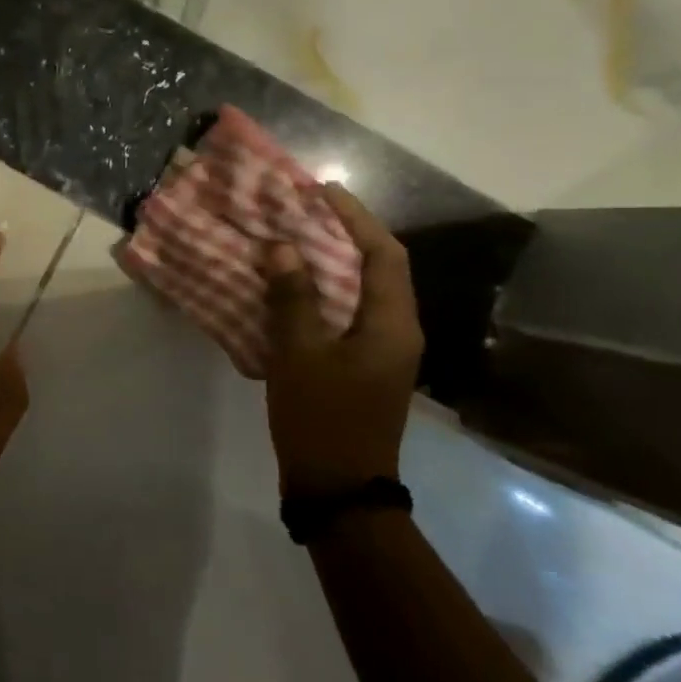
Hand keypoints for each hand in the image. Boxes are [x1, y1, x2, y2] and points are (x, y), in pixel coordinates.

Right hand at [263, 185, 422, 495]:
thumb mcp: (300, 355)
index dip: (356, 218)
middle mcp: (397, 331)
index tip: (322, 191)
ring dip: (332, 262)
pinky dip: (324, 291)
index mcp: (392, 324)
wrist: (338, 489)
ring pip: (362, 291)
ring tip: (295, 238)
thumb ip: (293, 298)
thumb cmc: (322, 418)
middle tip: (304, 210)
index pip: (384, 254)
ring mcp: (383, 351)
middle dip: (345, 234)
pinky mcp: (364, 366)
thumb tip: (283, 247)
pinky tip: (292, 288)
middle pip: (379, 268)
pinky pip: (348, 313)